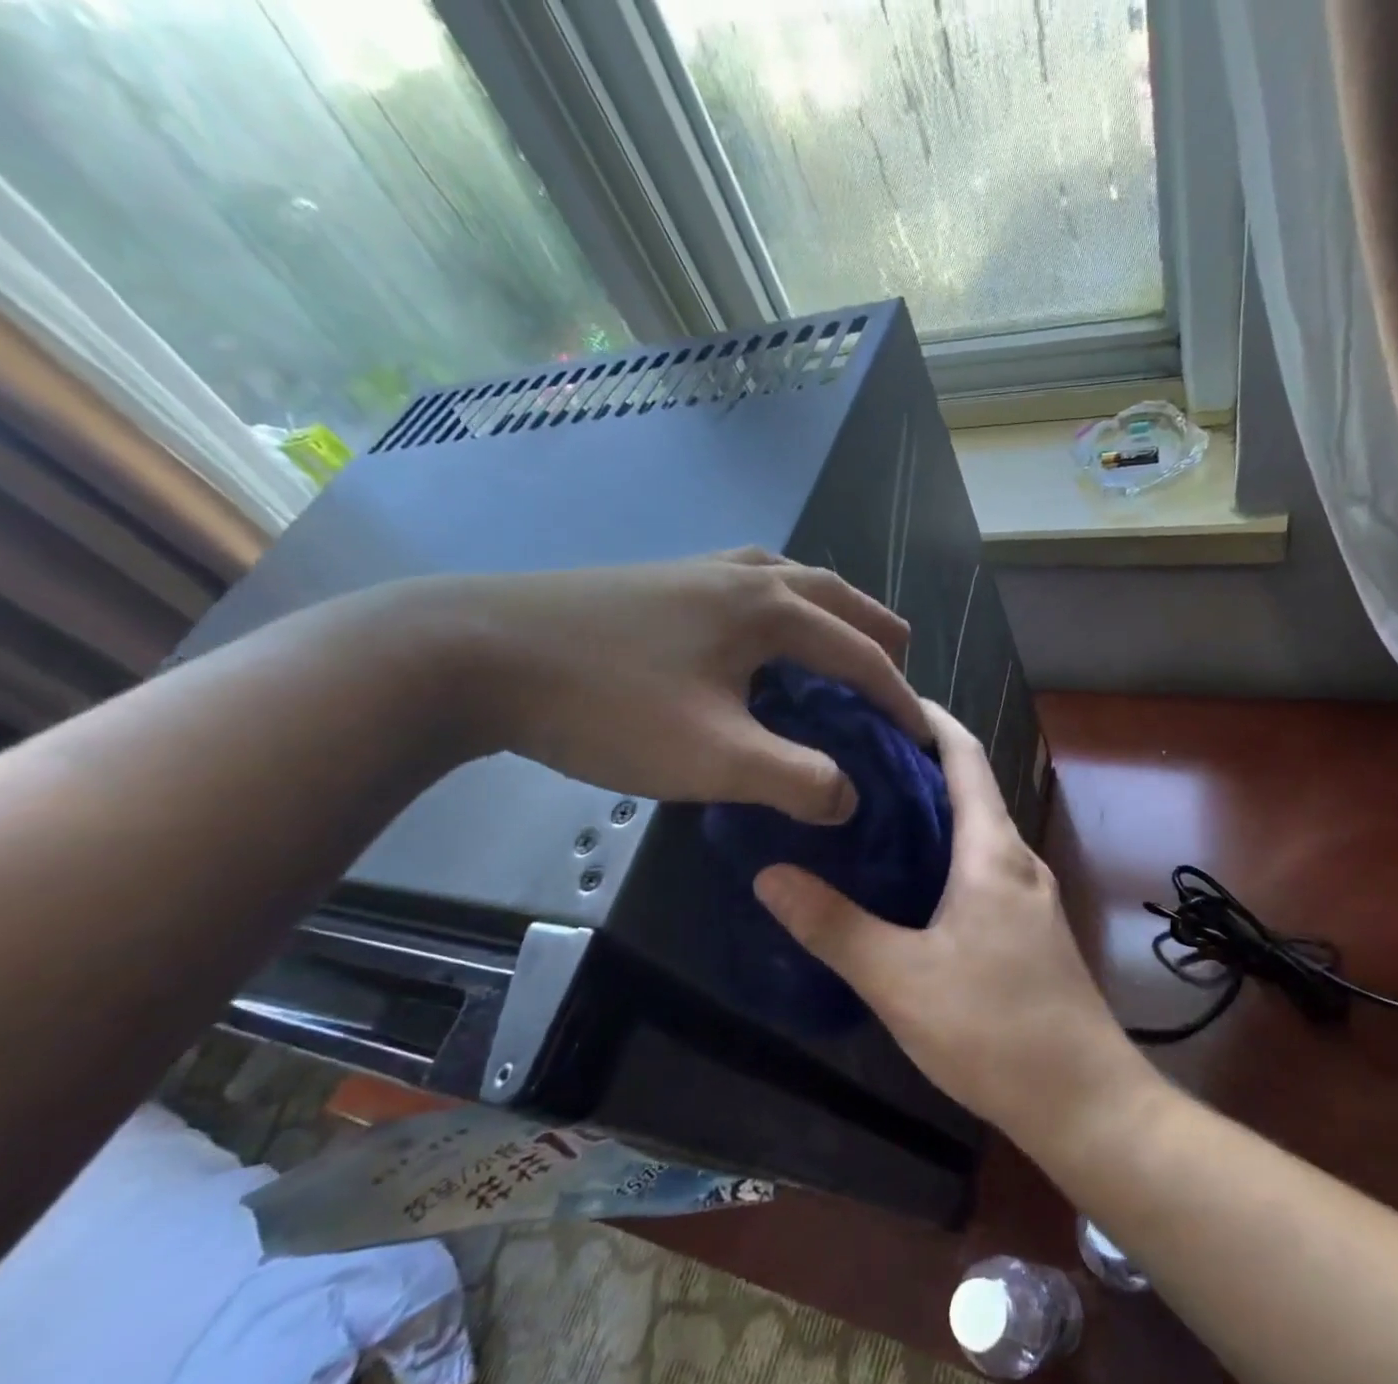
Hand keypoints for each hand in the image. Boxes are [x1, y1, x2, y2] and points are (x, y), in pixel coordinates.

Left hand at [392, 547, 926, 823]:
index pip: (860, 654)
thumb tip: (849, 798)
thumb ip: (796, 780)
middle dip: (876, 633)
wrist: (473, 653)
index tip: (923, 737)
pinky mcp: (656, 581)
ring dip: (829, 609)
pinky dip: (780, 603)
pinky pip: (746, 582)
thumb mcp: (714, 757)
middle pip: (834, 594)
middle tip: (900, 666)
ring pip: (789, 578)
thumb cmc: (608, 705)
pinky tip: (755, 630)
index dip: (899, 699)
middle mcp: (743, 576)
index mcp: (770, 609)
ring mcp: (695, 570)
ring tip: (841, 638)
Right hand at [754, 700, 1151, 1150]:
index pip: (966, 758)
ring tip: (867, 808)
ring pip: (976, 831)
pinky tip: (906, 878)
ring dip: (930, 810)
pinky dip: (944, 851)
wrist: (1086, 1102)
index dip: (930, 720)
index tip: (883, 698)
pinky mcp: (1029, 929)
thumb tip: (769, 874)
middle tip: (851, 755)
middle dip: (917, 763)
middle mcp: (1019, 860)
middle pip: (969, 788)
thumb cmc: (995, 1030)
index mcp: (994, 851)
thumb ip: (834, 927)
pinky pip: (982, 866)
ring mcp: (1030, 896)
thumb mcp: (901, 980)